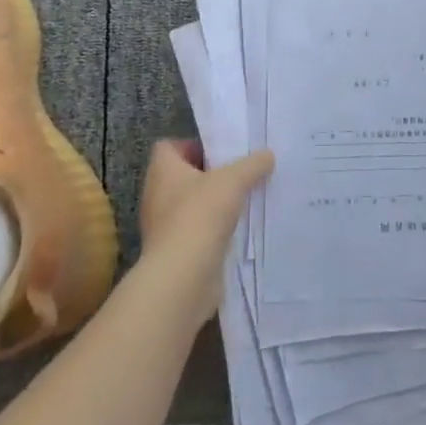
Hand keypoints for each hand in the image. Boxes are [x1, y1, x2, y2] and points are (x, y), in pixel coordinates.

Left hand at [137, 140, 273, 329]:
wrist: (183, 279)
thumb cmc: (200, 215)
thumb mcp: (233, 180)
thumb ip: (252, 165)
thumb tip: (267, 155)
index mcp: (162, 171)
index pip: (169, 147)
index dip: (192, 145)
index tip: (220, 153)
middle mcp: (157, 196)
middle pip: (183, 176)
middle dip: (210, 175)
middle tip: (239, 174)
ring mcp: (164, 227)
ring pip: (192, 206)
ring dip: (214, 205)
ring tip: (244, 201)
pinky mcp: (176, 254)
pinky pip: (197, 233)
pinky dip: (214, 231)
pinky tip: (238, 231)